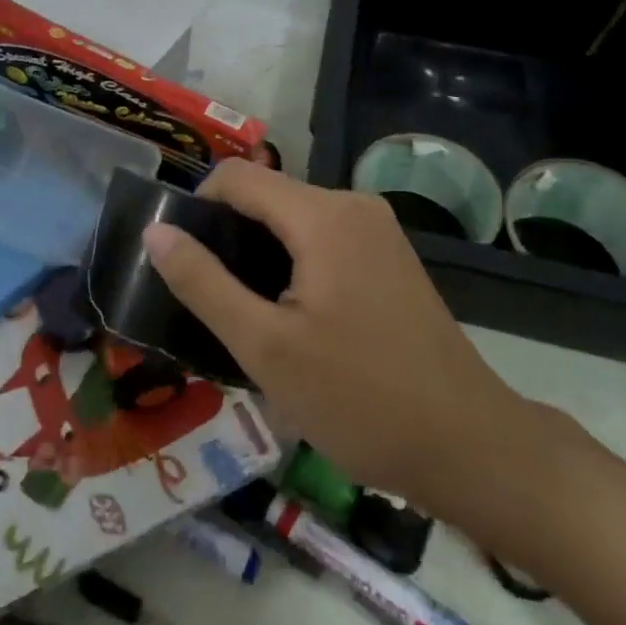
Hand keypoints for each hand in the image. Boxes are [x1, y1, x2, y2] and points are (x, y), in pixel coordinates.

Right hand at [141, 161, 534, 523]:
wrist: (470, 447)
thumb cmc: (360, 399)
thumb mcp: (265, 348)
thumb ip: (203, 283)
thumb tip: (155, 232)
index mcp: (322, 215)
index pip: (236, 178)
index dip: (196, 208)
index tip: (179, 261)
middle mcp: (352, 205)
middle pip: (266, 197)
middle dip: (227, 237)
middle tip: (207, 301)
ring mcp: (377, 229)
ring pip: (292, 220)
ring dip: (258, 256)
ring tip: (243, 316)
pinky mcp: (389, 256)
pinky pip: (322, 240)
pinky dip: (292, 265)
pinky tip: (288, 318)